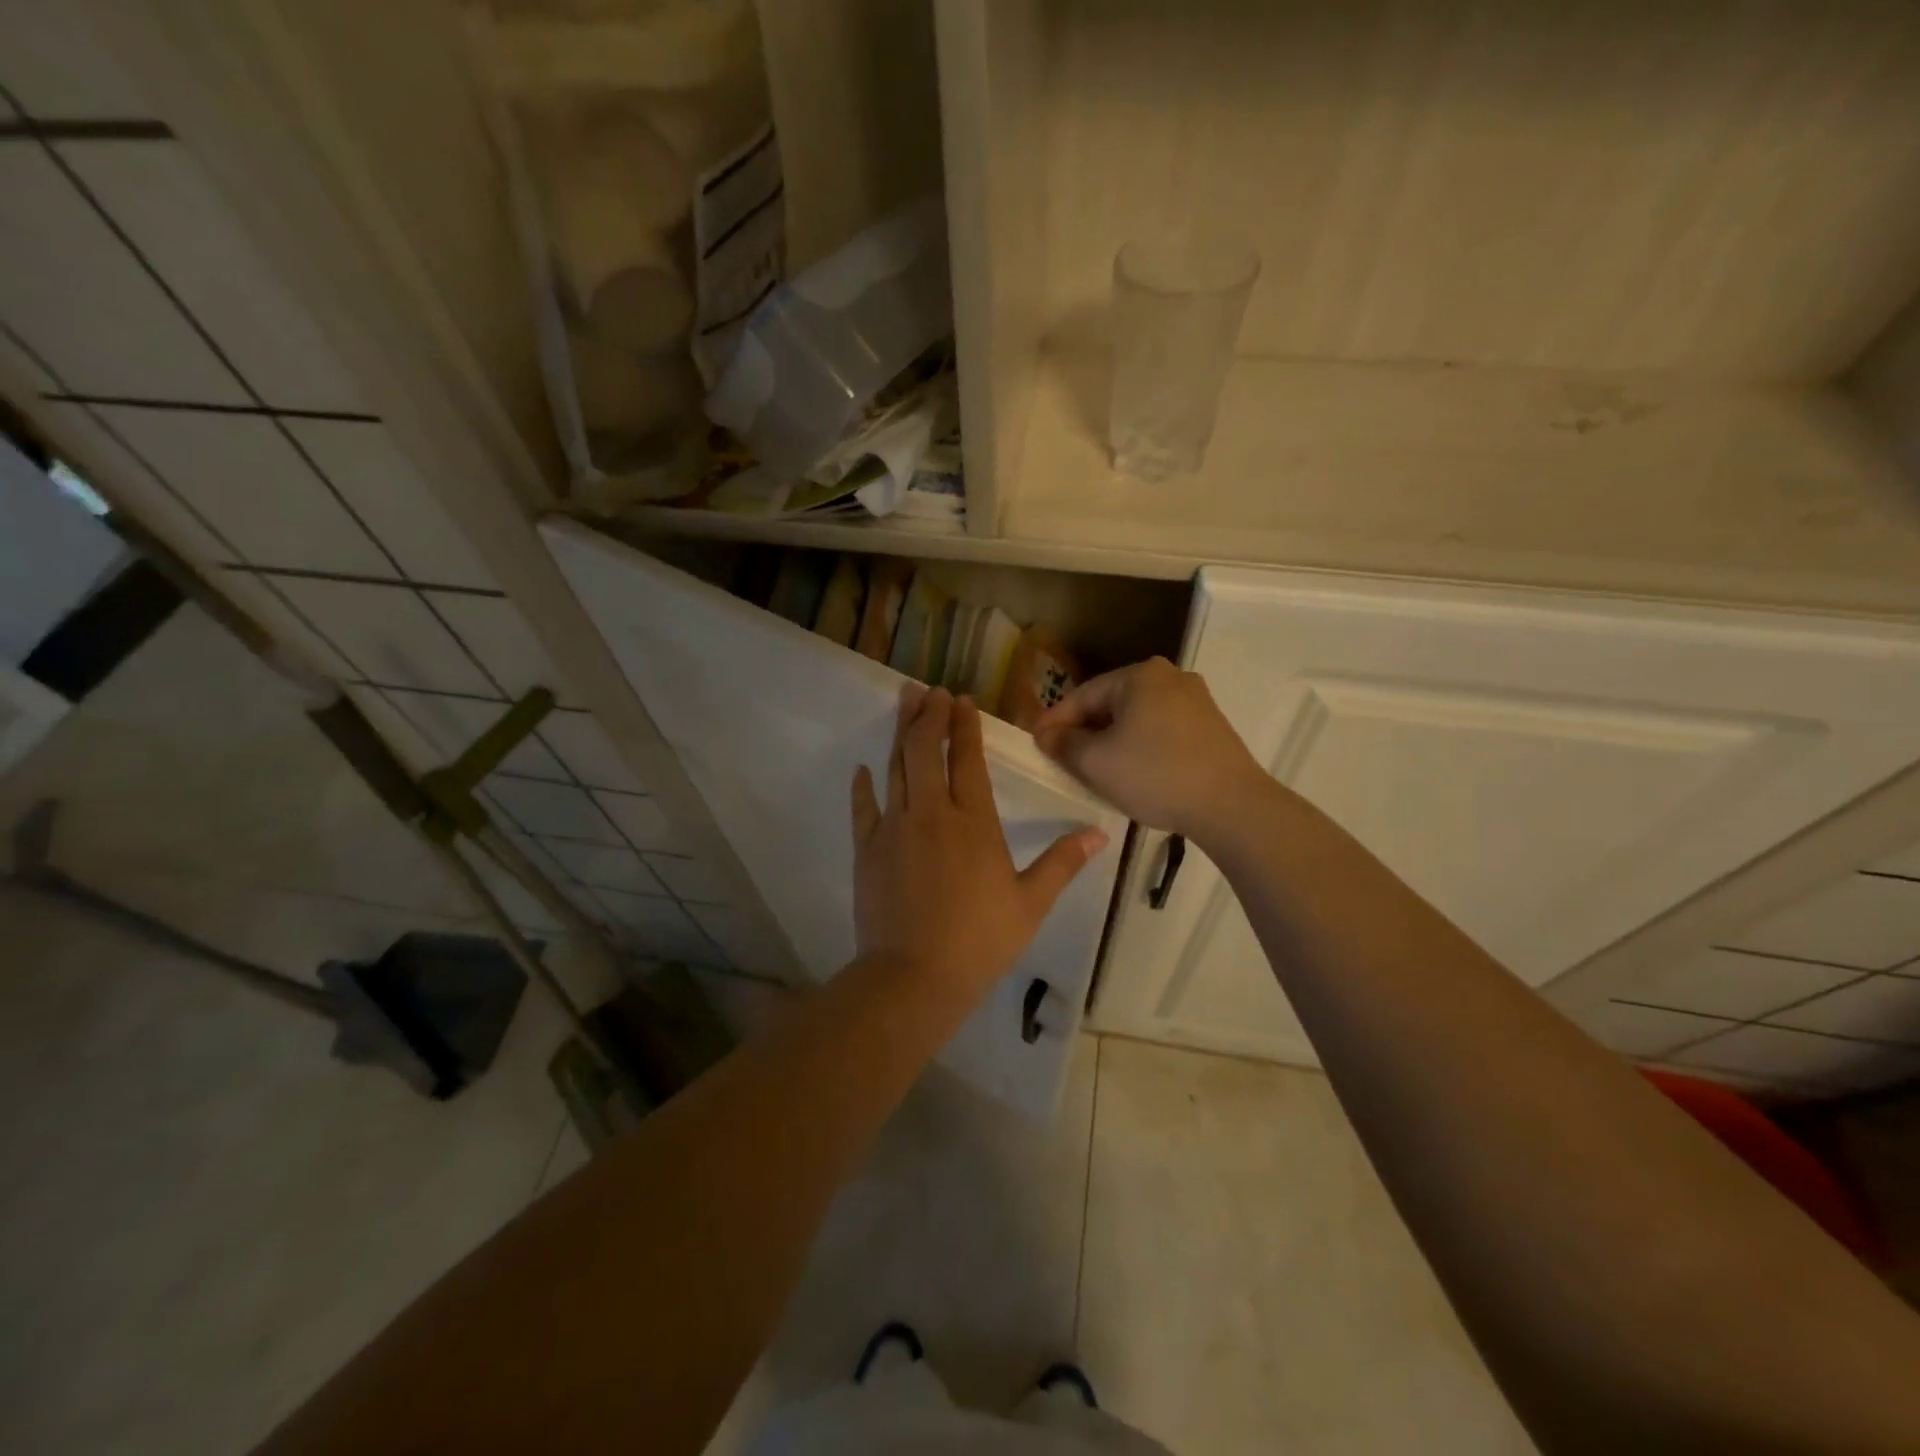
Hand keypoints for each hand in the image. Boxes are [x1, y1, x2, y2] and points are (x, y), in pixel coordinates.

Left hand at [852, 686, 1107, 999]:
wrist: (914, 977)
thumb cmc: (980, 940)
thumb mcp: (1031, 903)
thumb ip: (1062, 863)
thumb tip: (1100, 833)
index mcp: (974, 822)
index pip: (967, 760)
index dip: (964, 727)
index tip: (961, 700)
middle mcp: (932, 813)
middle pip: (925, 751)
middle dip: (928, 716)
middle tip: (929, 690)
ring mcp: (894, 828)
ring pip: (896, 768)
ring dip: (900, 733)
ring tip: (904, 702)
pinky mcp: (868, 850)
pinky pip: (864, 808)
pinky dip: (864, 786)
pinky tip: (864, 768)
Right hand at [1033, 658, 1268, 842]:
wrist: (1231, 805)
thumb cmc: (1155, 775)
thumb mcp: (1097, 762)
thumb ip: (1064, 744)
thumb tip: (1047, 735)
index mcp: (1140, 675)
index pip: (1083, 695)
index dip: (1055, 720)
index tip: (1036, 743)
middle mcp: (1170, 676)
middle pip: (1111, 703)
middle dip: (1085, 730)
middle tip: (1063, 757)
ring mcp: (1196, 700)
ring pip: (1137, 717)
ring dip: (1113, 739)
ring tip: (1096, 768)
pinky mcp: (1211, 725)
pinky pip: (1161, 729)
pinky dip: (1141, 745)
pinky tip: (1134, 770)